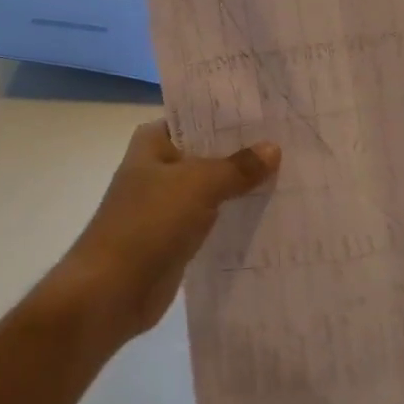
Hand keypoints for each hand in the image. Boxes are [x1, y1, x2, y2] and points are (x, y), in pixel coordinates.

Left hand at [54, 120, 280, 341]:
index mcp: (154, 141)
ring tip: (292, 171)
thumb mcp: (198, 185)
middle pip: (209, 151)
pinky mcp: (177, 236)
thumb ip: (238, 166)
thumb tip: (274, 148)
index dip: (233, 114)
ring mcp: (168, 203)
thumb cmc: (148, 223)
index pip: (199, 116)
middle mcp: (160, 166)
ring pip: (214, 186)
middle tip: (293, 139)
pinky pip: (214, 217)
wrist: (110, 293)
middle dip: (245, 150)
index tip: (273, 110)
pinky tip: (271, 210)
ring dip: (243, 184)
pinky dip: (236, 215)